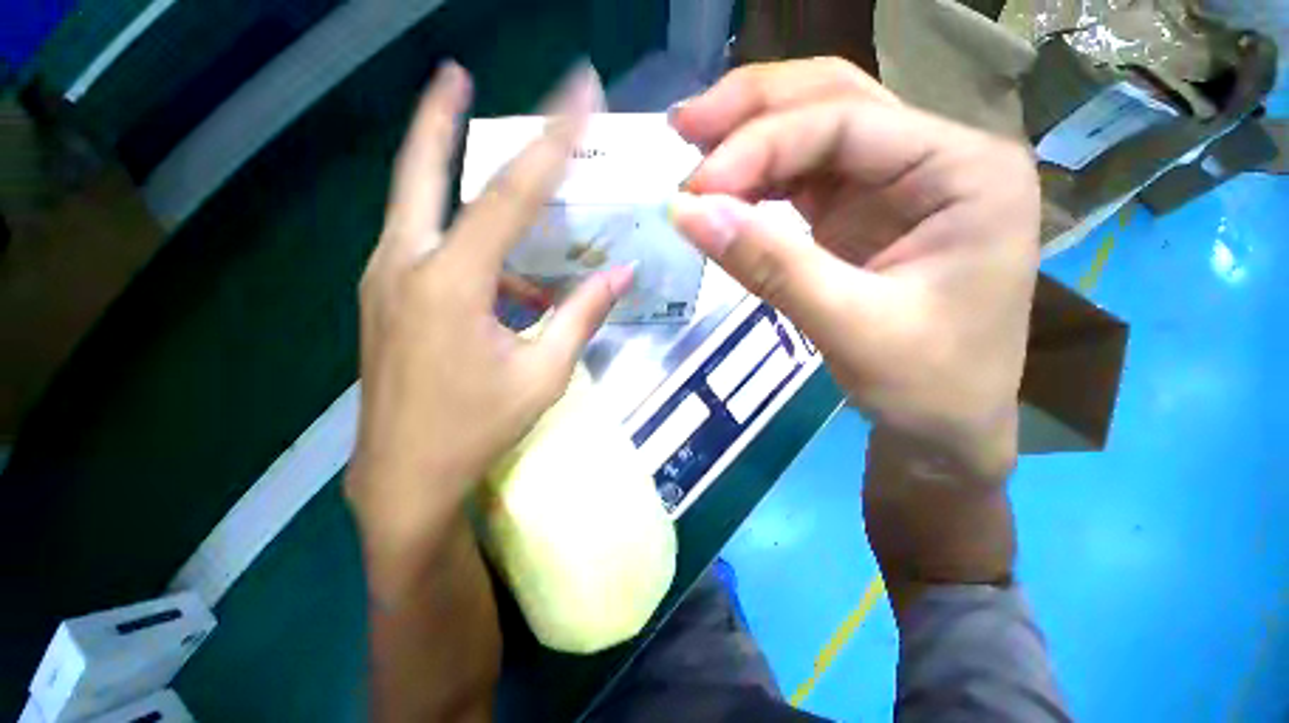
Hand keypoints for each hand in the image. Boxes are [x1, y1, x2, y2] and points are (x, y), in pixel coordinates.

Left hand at [346, 63, 631, 558]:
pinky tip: (500, 273)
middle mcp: (406, 264)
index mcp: (451, 281)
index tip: (576, 92)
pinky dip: (461, 241)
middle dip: (440, 117)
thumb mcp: (544, 373)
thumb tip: (622, 275)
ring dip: (453, 182)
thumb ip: (582, 315)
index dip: (550, 140)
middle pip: (420, 171)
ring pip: (417, 207)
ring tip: (498, 181)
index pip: (510, 193)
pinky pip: (424, 248)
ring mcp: (384, 280)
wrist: (406, 476)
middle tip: (456, 73)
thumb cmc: (478, 427)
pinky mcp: (384, 299)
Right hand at [668, 58, 1039, 481]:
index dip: (759, 147)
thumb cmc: (926, 385)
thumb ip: (768, 265)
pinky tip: (724, 187)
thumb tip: (688, 213)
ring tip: (693, 146)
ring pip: (814, 131)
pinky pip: (803, 178)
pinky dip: (758, 180)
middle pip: (833, 100)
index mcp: (966, 170)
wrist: (945, 427)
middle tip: (682, 126)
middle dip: (752, 110)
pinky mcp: (862, 214)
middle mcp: (937, 157)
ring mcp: (898, 184)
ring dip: (750, 137)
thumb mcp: (849, 326)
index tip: (694, 189)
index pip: (846, 122)